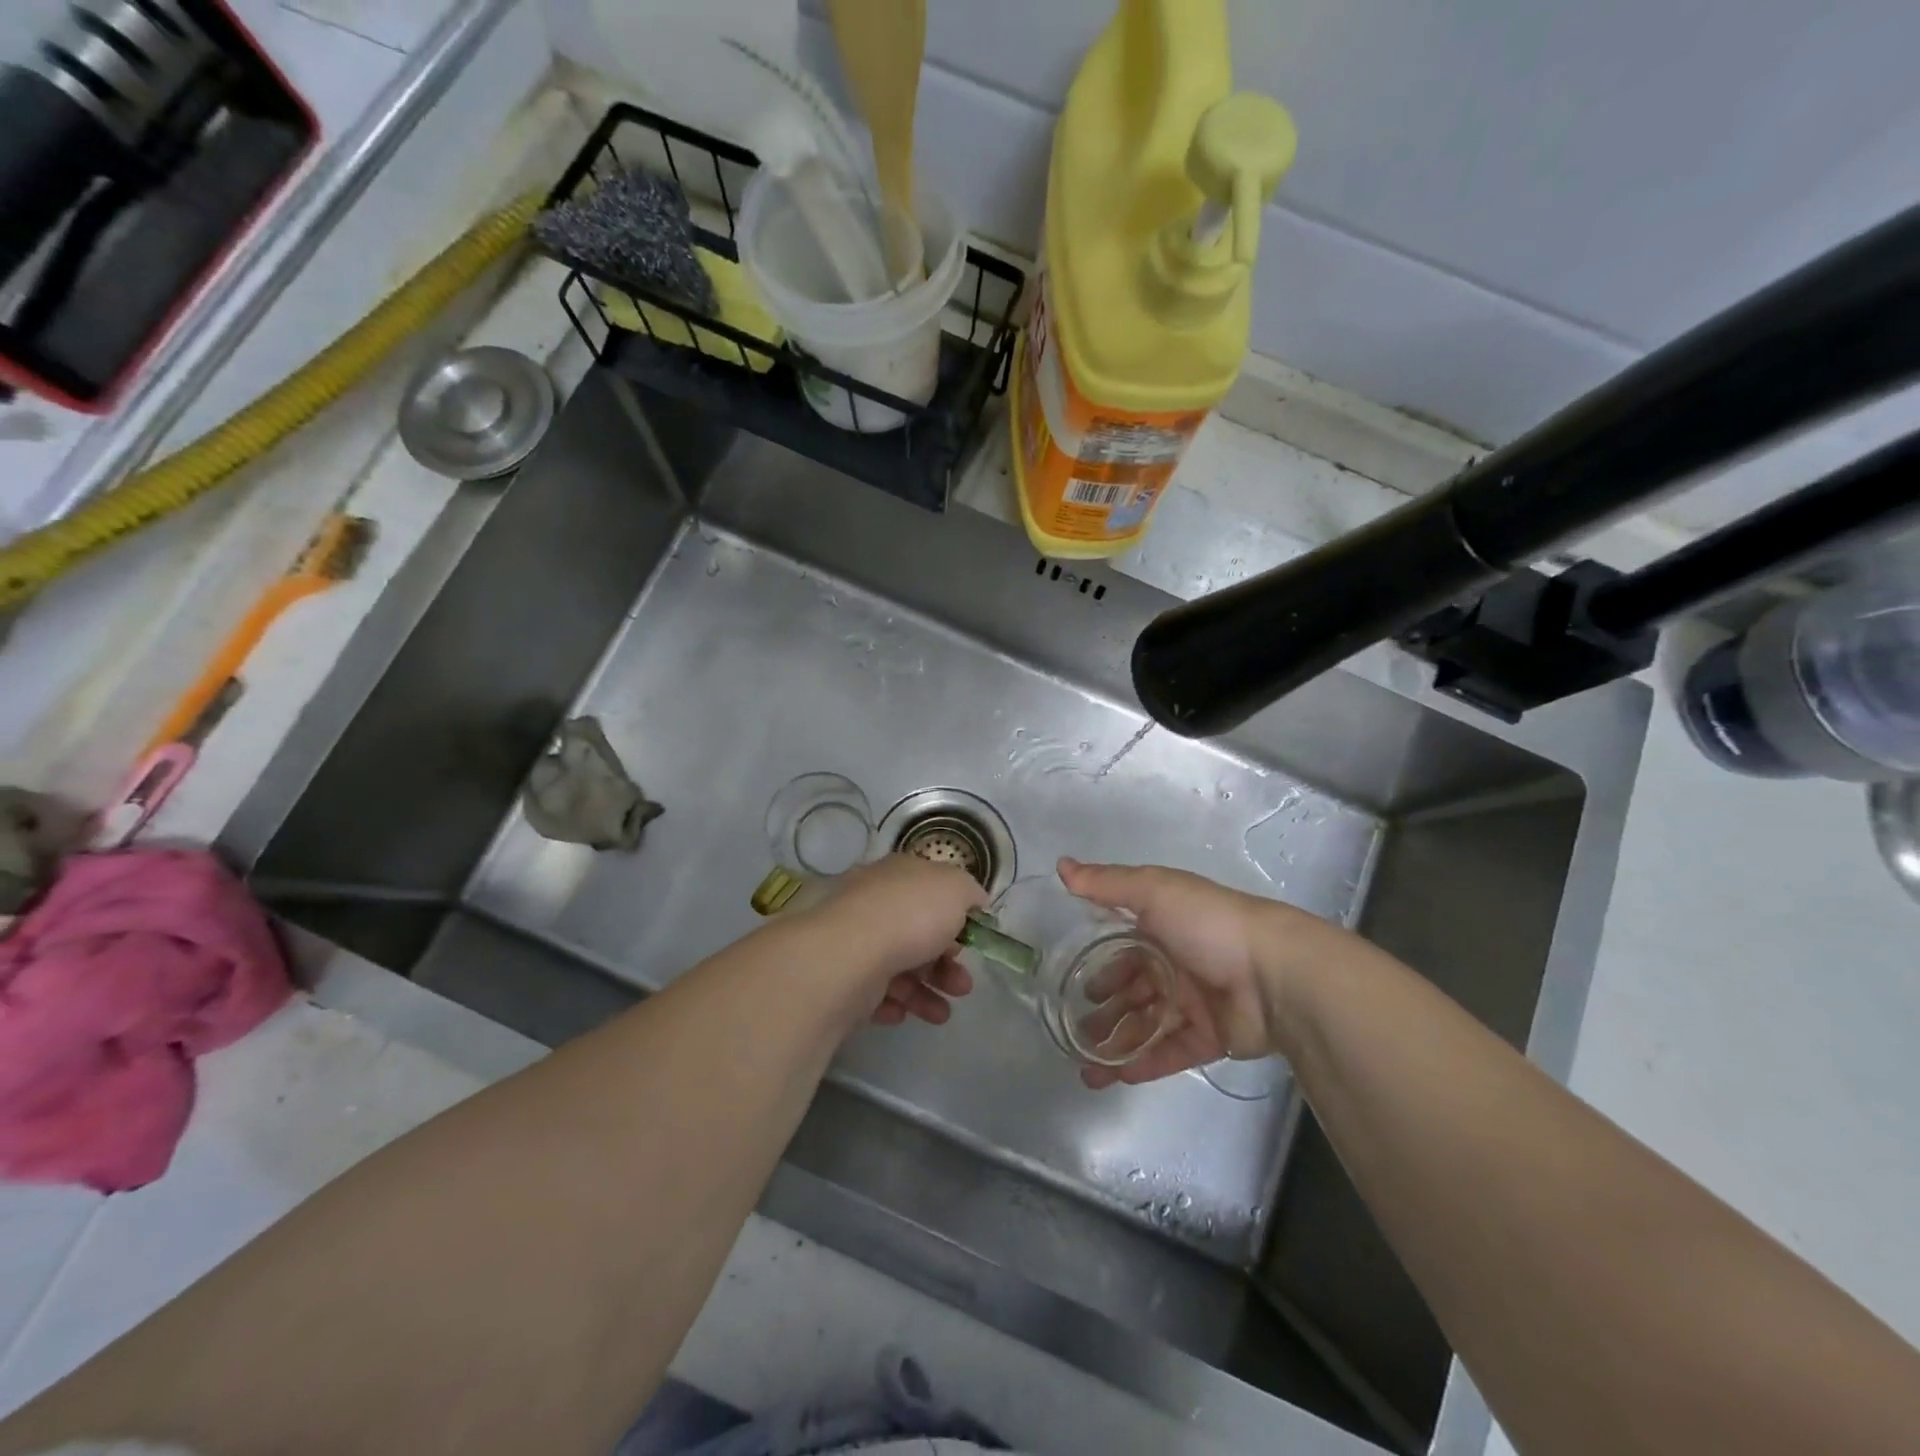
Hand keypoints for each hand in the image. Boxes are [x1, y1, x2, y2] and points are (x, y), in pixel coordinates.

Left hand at [795, 854, 986, 1027]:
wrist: (851, 954)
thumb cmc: (912, 915)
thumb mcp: (956, 888)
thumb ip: (969, 893)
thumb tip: (974, 902)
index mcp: (899, 875)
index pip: (930, 892)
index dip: (955, 917)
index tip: (972, 942)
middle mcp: (874, 902)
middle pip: (917, 934)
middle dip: (946, 964)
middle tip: (963, 987)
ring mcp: (855, 939)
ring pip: (898, 966)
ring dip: (926, 991)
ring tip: (943, 1014)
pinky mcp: (842, 975)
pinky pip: (873, 991)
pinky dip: (893, 1004)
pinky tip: (904, 1014)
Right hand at [1058, 858, 1347, 1088]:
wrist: (1275, 972)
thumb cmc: (1207, 924)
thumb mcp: (1153, 891)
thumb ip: (1105, 883)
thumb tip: (1061, 865)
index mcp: (1164, 928)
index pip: (1124, 950)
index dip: (1102, 968)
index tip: (1077, 986)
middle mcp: (1177, 964)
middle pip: (1133, 992)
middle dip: (1105, 1012)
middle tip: (1076, 1031)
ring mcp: (1195, 1003)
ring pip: (1147, 1026)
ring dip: (1117, 1045)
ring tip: (1087, 1068)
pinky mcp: (1212, 1037)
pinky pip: (1172, 1052)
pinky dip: (1146, 1063)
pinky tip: (1118, 1076)